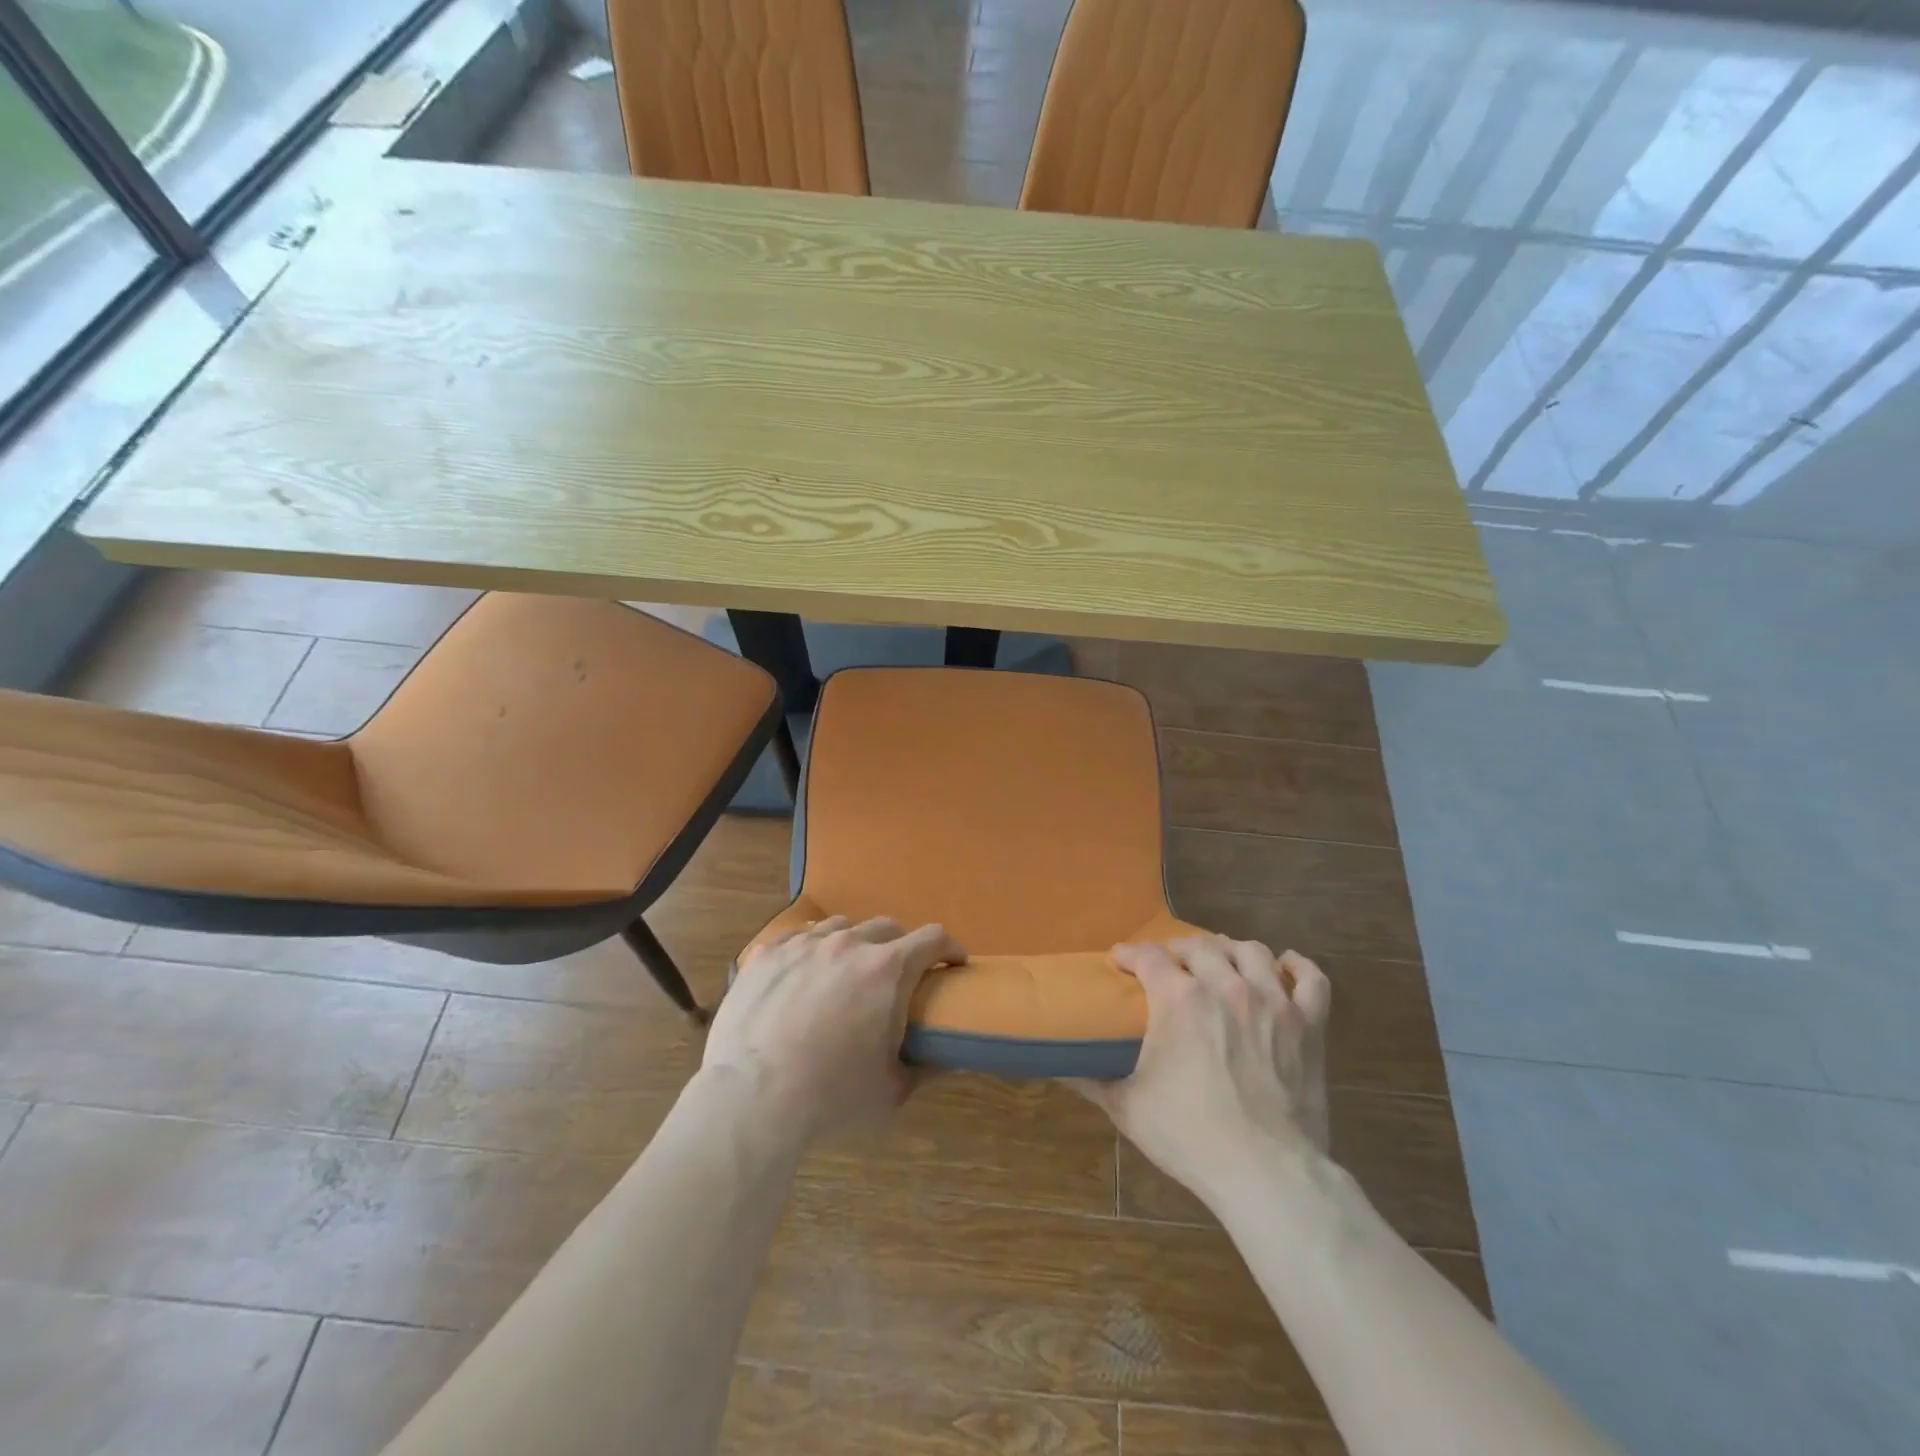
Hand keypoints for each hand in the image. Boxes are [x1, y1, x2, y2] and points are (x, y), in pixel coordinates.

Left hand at [705, 916, 967, 1143]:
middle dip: (900, 947)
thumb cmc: (831, 1097)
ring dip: (854, 944)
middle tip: (895, 978)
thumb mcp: (892, 1090)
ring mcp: (804, 943)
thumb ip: (928, 1068)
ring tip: (845, 973)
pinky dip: (811, 949)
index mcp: (887, 969)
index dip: (949, 948)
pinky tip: (804, 973)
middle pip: (887, 927)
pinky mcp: (767, 953)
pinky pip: (798, 936)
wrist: (752, 1100)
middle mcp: (849, 943)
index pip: (933, 938)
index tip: (952, 963)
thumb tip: (952, 1057)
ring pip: (841, 927)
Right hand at [1069, 936, 1330, 1204]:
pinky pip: (1311, 979)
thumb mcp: (1128, 1107)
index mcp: (1179, 998)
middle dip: (1177, 949)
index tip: (1120, 961)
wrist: (1266, 1172)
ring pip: (1252, 951)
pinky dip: (1298, 967)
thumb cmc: (1190, 1135)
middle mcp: (1225, 985)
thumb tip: (1058, 1067)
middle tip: (1168, 965)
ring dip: (1230, 950)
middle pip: (1199, 946)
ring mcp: (1273, 1001)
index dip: (1130, 954)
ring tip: (1220, 961)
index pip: (1148, 956)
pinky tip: (1285, 966)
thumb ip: (1091, 1079)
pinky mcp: (1309, 1025)